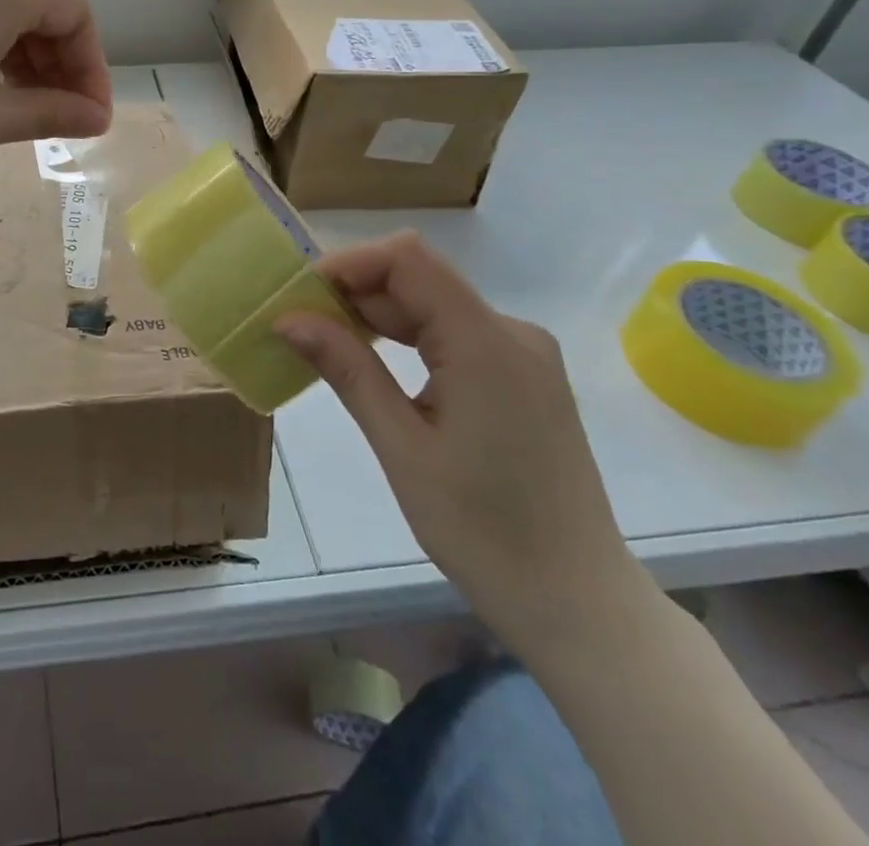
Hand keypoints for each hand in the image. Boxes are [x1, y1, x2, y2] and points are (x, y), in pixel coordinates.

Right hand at [275, 233, 641, 658]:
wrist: (580, 608)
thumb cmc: (485, 533)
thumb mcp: (402, 448)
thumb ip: (348, 370)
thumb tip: (288, 319)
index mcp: (486, 343)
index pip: (408, 260)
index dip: (349, 263)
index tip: (299, 295)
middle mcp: (512, 333)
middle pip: (419, 280)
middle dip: (354, 292)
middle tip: (298, 325)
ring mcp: (523, 355)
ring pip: (434, 306)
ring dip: (377, 316)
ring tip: (324, 343)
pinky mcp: (523, 378)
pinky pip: (455, 334)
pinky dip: (408, 339)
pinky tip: (374, 364)